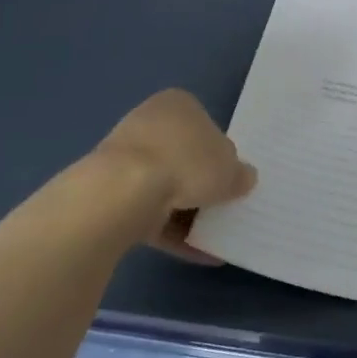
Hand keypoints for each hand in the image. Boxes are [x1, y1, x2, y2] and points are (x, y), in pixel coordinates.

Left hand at [84, 89, 256, 259]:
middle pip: (184, 156)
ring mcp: (126, 159)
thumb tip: (244, 178)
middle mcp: (149, 124)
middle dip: (201, 182)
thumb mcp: (230, 169)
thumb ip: (240, 174)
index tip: (231, 176)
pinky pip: (150, 213)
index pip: (206, 125)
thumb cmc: (186, 162)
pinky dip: (172, 232)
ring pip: (165, 186)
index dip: (221, 152)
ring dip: (187, 211)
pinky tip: (197, 253)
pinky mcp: (112, 194)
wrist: (123, 192)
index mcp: (177, 104)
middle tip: (224, 205)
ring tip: (213, 237)